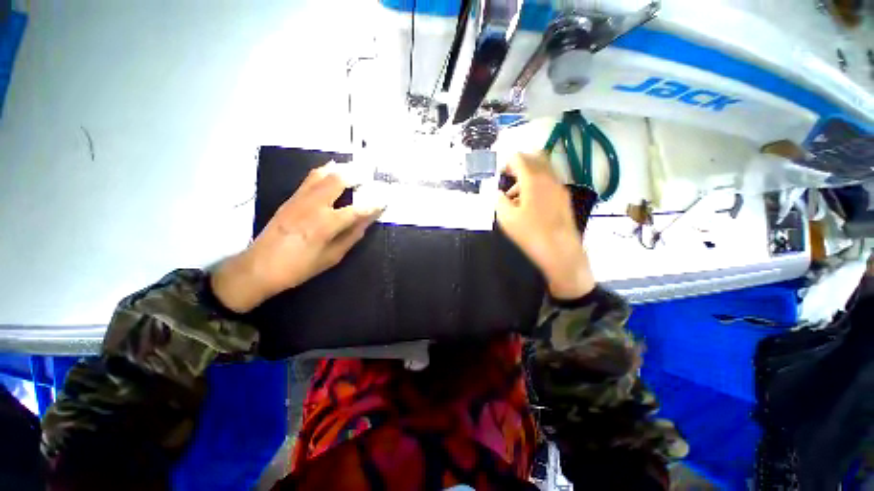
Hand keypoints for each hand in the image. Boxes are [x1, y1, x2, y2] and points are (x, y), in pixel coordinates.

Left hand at [211, 164, 383, 312]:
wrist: (259, 267)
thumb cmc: (299, 267)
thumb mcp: (331, 257)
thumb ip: (351, 236)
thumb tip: (367, 221)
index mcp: (326, 225)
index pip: (357, 210)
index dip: (373, 205)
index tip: (385, 200)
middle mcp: (314, 206)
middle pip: (338, 181)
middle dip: (357, 175)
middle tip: (370, 173)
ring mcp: (300, 199)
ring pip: (322, 174)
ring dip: (341, 169)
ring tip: (354, 167)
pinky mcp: (291, 198)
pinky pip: (310, 178)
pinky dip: (324, 171)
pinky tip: (332, 171)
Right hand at [495, 152, 594, 299]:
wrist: (560, 250)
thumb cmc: (530, 233)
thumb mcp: (506, 218)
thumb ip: (499, 201)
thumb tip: (499, 194)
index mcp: (532, 180)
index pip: (519, 158)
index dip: (507, 162)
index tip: (501, 173)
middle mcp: (548, 178)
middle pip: (536, 157)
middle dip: (521, 163)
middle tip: (509, 175)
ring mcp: (559, 187)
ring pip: (544, 169)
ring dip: (529, 174)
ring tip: (516, 195)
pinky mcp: (564, 197)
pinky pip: (549, 181)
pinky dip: (538, 183)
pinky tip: (530, 202)